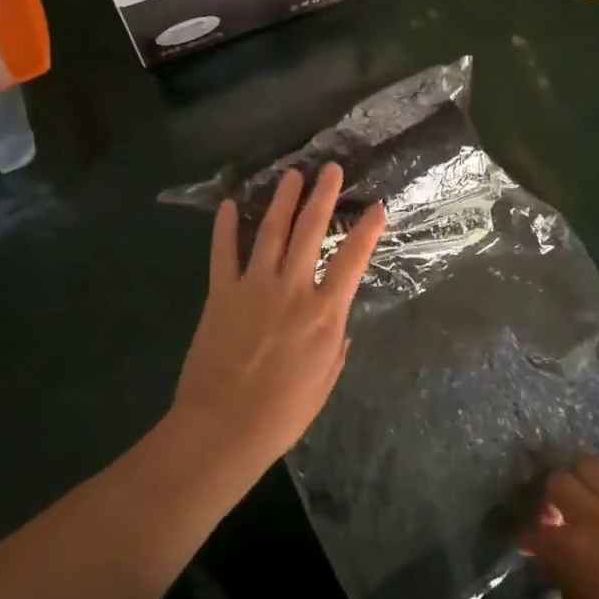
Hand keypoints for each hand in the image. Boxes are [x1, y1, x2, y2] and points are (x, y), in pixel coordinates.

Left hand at [170, 164, 386, 475]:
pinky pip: (223, 253)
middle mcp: (292, 289)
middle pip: (311, 232)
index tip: (377, 207)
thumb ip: (336, 346)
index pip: (352, 260)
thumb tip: (338, 324)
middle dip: (322, 197)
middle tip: (329, 169)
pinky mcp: (221, 294)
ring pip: (270, 232)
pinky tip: (228, 204)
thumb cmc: (282, 413)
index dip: (367, 230)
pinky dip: (224, 228)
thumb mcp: (325, 382)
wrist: (222, 429)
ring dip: (283, 201)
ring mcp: (254, 287)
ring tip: (292, 175)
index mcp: (324, 313)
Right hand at [523, 459, 598, 598]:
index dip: (528, 536)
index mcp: (573, 548)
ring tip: (584, 504)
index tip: (529, 543)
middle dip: (551, 497)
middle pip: (560, 481)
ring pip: (594, 467)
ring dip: (582, 483)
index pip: (536, 528)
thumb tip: (558, 558)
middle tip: (555, 517)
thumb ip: (564, 578)